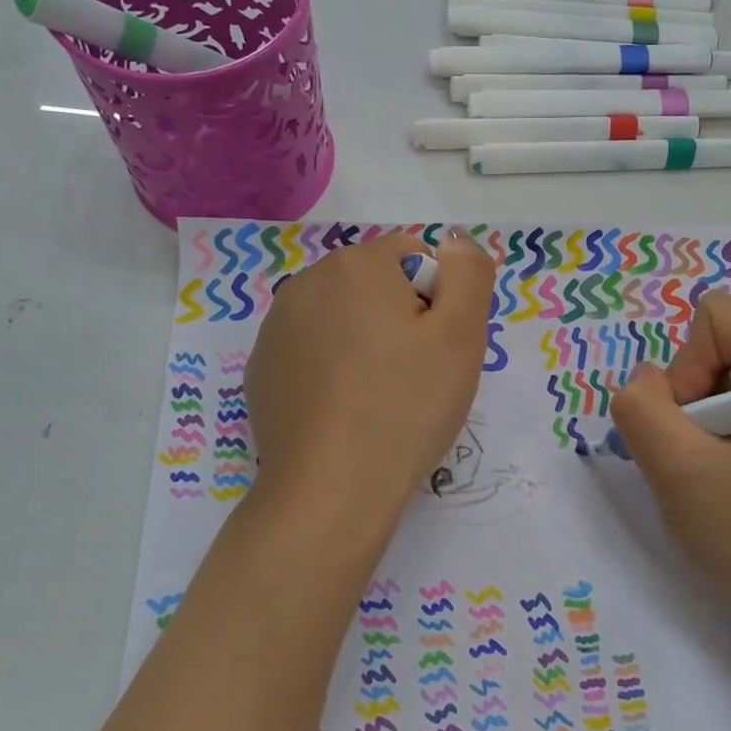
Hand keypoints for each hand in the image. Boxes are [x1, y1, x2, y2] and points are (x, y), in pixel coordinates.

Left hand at [243, 230, 495, 529]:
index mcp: (356, 265)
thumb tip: (453, 241)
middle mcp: (307, 283)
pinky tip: (342, 411)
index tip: (436, 348)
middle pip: (375, 284)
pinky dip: (331, 369)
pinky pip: (311, 351)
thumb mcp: (462, 335)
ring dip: (364, 342)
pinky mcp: (262, 369)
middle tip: (414, 376)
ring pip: (341, 318)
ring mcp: (276, 328)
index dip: (438, 300)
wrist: (331, 489)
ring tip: (377, 397)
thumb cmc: (405, 407)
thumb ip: (468, 272)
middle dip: (400, 317)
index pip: (415, 256)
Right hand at [609, 292, 730, 610]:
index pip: (714, 319)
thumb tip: (645, 381)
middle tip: (700, 461)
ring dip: (694, 426)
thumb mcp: (679, 470)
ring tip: (710, 477)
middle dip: (687, 401)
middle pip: (712, 347)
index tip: (696, 431)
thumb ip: (641, 407)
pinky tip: (722, 481)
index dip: (685, 369)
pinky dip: (707, 439)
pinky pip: (726, 407)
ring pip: (712, 380)